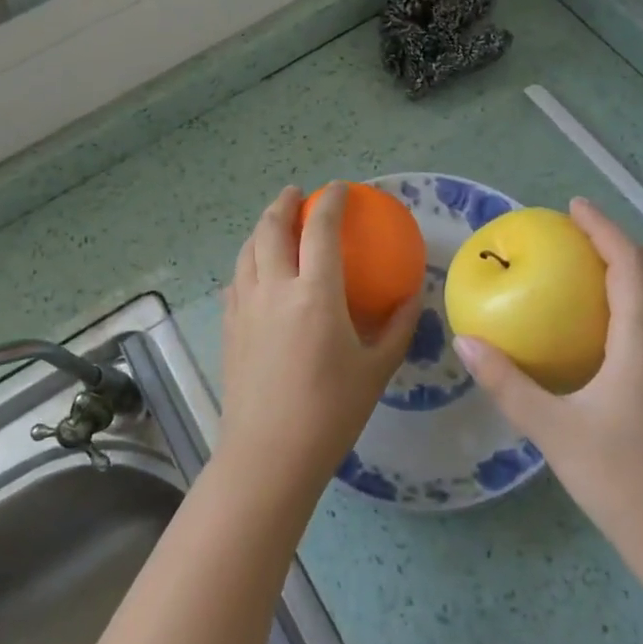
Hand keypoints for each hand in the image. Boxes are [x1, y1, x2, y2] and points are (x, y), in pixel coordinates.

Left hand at [219, 184, 421, 500]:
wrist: (269, 455)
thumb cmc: (330, 413)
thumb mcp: (376, 369)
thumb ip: (398, 326)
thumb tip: (413, 294)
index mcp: (314, 294)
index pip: (320, 229)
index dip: (330, 202)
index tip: (339, 189)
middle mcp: (274, 288)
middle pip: (271, 229)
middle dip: (284, 203)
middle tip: (297, 194)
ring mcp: (245, 306)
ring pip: (247, 250)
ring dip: (261, 228)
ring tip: (274, 223)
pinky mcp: (229, 326)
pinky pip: (236, 279)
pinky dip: (247, 262)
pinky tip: (254, 273)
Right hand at [453, 198, 642, 613]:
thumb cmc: (624, 483)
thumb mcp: (555, 432)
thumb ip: (509, 384)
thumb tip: (467, 343)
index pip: (631, 266)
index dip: (605, 229)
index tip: (574, 207)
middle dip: (625, 244)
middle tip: (581, 238)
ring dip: (636, 272)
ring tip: (590, 273)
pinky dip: (640, 303)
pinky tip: (605, 331)